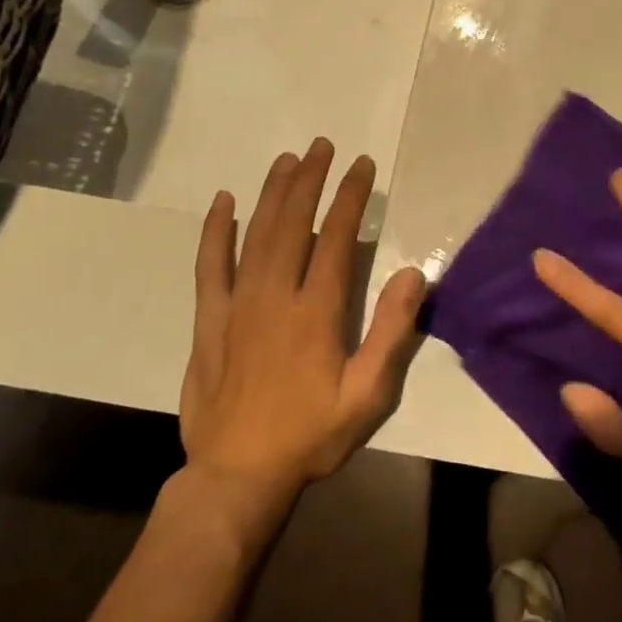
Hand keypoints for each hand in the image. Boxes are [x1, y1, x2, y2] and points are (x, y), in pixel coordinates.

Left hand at [179, 139, 426, 504]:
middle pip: (291, 223)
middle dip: (309, 180)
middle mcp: (273, 295)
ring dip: (272, 193)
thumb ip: (391, 332)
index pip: (335, 237)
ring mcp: (236, 305)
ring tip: (287, 159)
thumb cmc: (310, 435)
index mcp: (315, 310)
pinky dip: (216, 231)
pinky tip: (223, 203)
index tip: (360, 165)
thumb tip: (412, 273)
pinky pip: (210, 266)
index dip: (349, 197)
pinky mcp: (209, 321)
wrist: (237, 476)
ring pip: (254, 234)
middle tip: (321, 145)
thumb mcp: (367, 395)